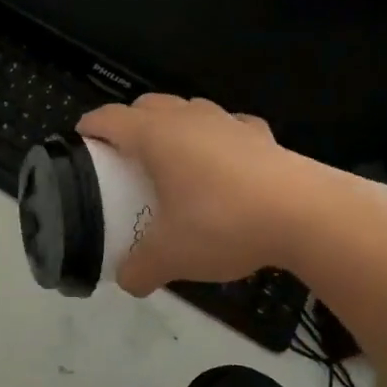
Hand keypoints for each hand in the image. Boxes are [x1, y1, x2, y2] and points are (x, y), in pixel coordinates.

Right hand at [78, 95, 328, 296]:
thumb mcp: (170, 256)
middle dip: (130, 122)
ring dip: (174, 125)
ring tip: (173, 158)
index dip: (90, 127)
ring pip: (189, 109)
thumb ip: (140, 269)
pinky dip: (217, 138)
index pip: (110, 118)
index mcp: (156, 137)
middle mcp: (189, 118)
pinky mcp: (261, 135)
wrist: (305, 215)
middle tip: (124, 155)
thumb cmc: (222, 224)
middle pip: (148, 105)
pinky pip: (229, 127)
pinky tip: (223, 163)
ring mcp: (229, 122)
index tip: (81, 141)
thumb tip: (128, 282)